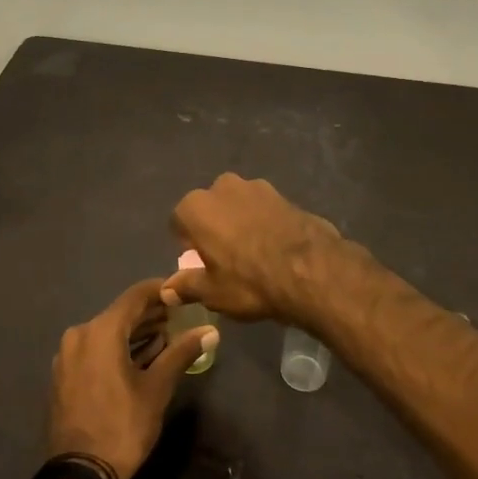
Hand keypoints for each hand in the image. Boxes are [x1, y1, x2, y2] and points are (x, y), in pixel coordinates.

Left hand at [46, 279, 216, 478]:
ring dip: (135, 333)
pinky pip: (95, 350)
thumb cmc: (122, 426)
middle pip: (120, 314)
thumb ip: (181, 353)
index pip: (135, 296)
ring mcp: (67, 356)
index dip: (161, 290)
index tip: (183, 292)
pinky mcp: (64, 375)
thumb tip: (210, 331)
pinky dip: (117, 349)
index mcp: (100, 331)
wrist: (79, 475)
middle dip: (150, 314)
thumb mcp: (157, 388)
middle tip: (179, 317)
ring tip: (165, 338)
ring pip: (107, 333)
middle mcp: (79, 334)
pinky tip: (140, 358)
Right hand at [161, 174, 343, 324]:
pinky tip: (275, 246)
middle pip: (209, 209)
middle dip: (214, 228)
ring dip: (240, 222)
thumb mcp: (213, 292)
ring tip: (254, 253)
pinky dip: (264, 222)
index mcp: (196, 207)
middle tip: (226, 259)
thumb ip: (186, 286)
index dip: (188, 245)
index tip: (201, 264)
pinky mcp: (283, 193)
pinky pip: (263, 209)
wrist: (311, 270)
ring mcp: (255, 186)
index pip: (179, 223)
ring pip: (237, 205)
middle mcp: (221, 187)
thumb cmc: (249, 282)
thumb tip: (166, 290)